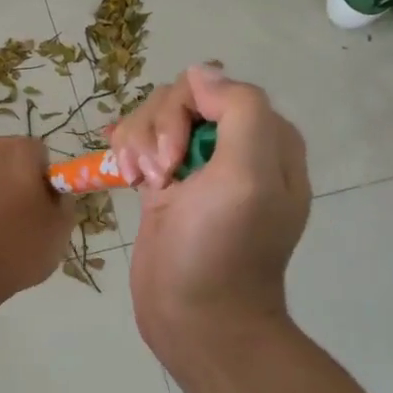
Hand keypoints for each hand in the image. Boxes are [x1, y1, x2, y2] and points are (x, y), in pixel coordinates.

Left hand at [0, 136, 73, 303]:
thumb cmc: (18, 248)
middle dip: (7, 180)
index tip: (40, 205)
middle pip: (1, 159)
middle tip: (13, 218)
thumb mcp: (60, 230)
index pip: (37, 153)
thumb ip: (62, 201)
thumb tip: (53, 193)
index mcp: (18, 151)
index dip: (41, 178)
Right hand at [110, 65, 310, 348]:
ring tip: (139, 181)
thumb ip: (240, 110)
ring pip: (156, 118)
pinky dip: (127, 150)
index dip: (185, 111)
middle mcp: (235, 146)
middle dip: (157, 128)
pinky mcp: (167, 183)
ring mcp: (198, 165)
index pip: (216, 88)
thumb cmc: (224, 250)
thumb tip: (201, 73)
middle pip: (180, 99)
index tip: (175, 158)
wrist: (197, 319)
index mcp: (267, 139)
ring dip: (137, 141)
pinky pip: (141, 142)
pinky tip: (125, 175)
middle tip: (156, 175)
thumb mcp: (249, 176)